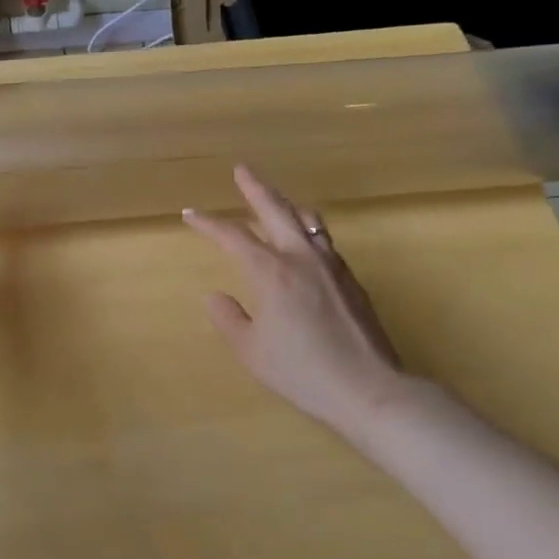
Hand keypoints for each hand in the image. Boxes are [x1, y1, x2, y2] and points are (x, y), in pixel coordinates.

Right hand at [184, 165, 417, 432]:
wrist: (368, 388)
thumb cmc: (302, 371)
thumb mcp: (251, 351)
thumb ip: (229, 318)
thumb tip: (216, 296)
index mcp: (272, 272)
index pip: (233, 236)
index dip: (208, 223)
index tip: (190, 214)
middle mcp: (301, 258)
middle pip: (275, 210)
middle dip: (255, 188)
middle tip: (241, 170)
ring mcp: (330, 265)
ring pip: (306, 219)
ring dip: (285, 203)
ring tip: (275, 197)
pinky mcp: (350, 278)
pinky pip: (322, 239)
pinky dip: (305, 227)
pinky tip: (303, 239)